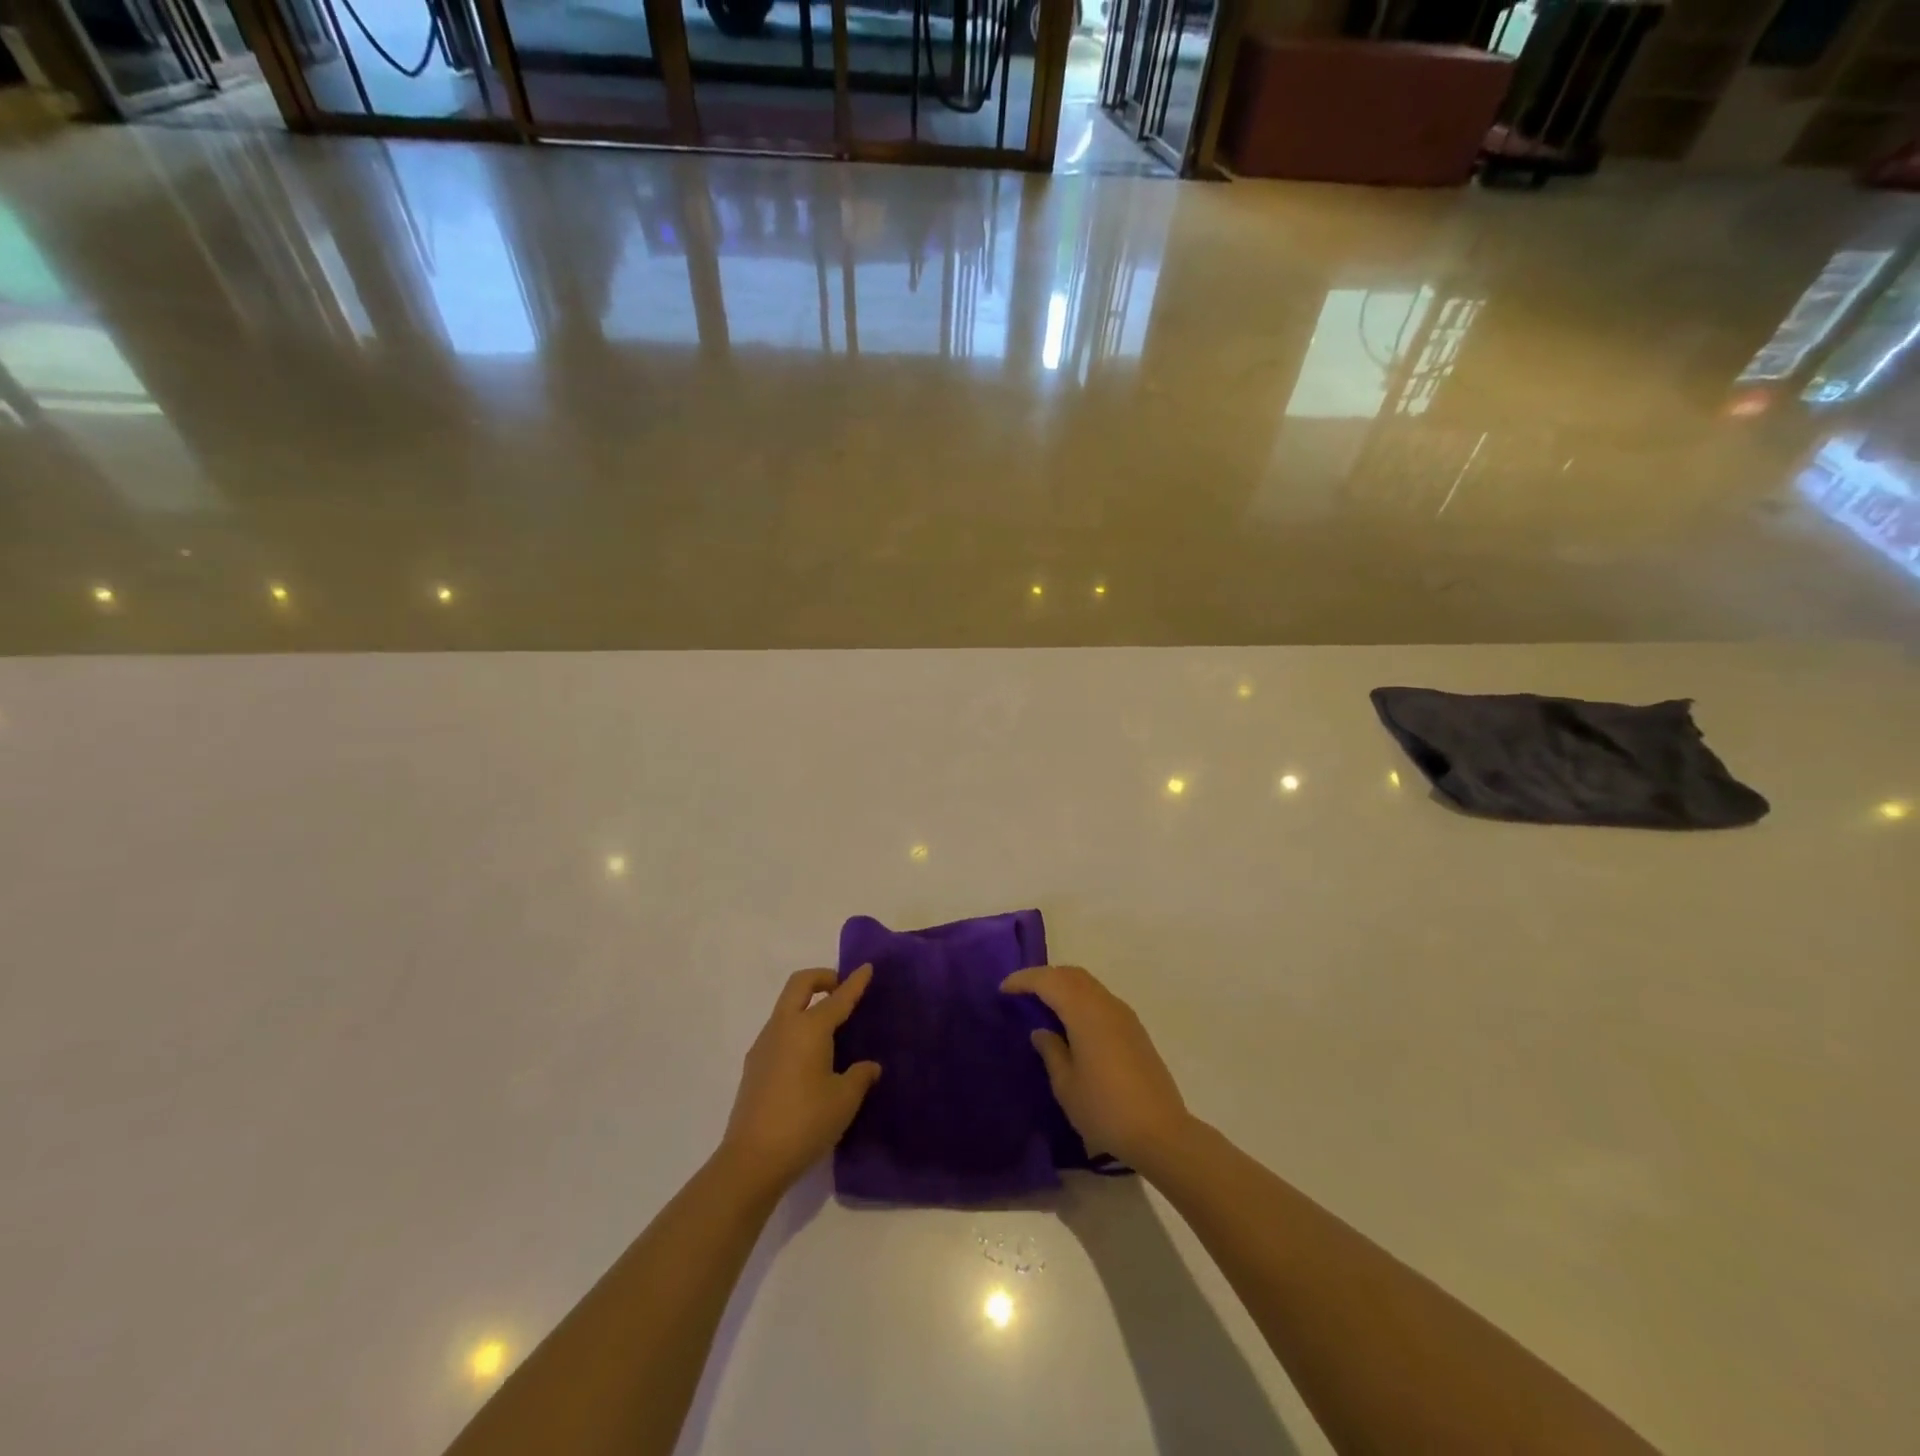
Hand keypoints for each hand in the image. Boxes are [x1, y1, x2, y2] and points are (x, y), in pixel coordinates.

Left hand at [718, 966, 881, 1194]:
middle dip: (822, 978)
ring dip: (806, 1003)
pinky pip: (778, 1030)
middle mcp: (783, 1027)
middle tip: (840, 988)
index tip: (866, 967)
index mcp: (809, 1028)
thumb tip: (869, 1066)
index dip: (855, 983)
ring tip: (829, 1028)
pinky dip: (796, 1027)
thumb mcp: (844, 1100)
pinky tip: (809, 1057)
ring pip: (786, 1007)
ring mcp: (764, 1045)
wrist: (752, 1160)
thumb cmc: (805, 1122)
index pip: (837, 998)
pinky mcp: (753, 1066)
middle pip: (800, 985)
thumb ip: (860, 1076)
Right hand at [1001, 964, 1192, 1174]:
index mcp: (1085, 1013)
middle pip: (1071, 975)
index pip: (1049, 981)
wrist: (1161, 1132)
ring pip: (1088, 984)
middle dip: (1044, 976)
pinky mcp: (1135, 1030)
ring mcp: (1124, 1015)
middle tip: (1021, 991)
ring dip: (1063, 985)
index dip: (1024, 980)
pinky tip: (1071, 1021)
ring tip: (1043, 1003)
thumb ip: (1051, 1051)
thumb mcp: (1066, 1085)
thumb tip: (1041, 1031)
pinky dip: (1080, 998)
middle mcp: (1106, 1004)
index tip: (1003, 989)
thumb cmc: (1105, 1110)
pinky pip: (1100, 998)